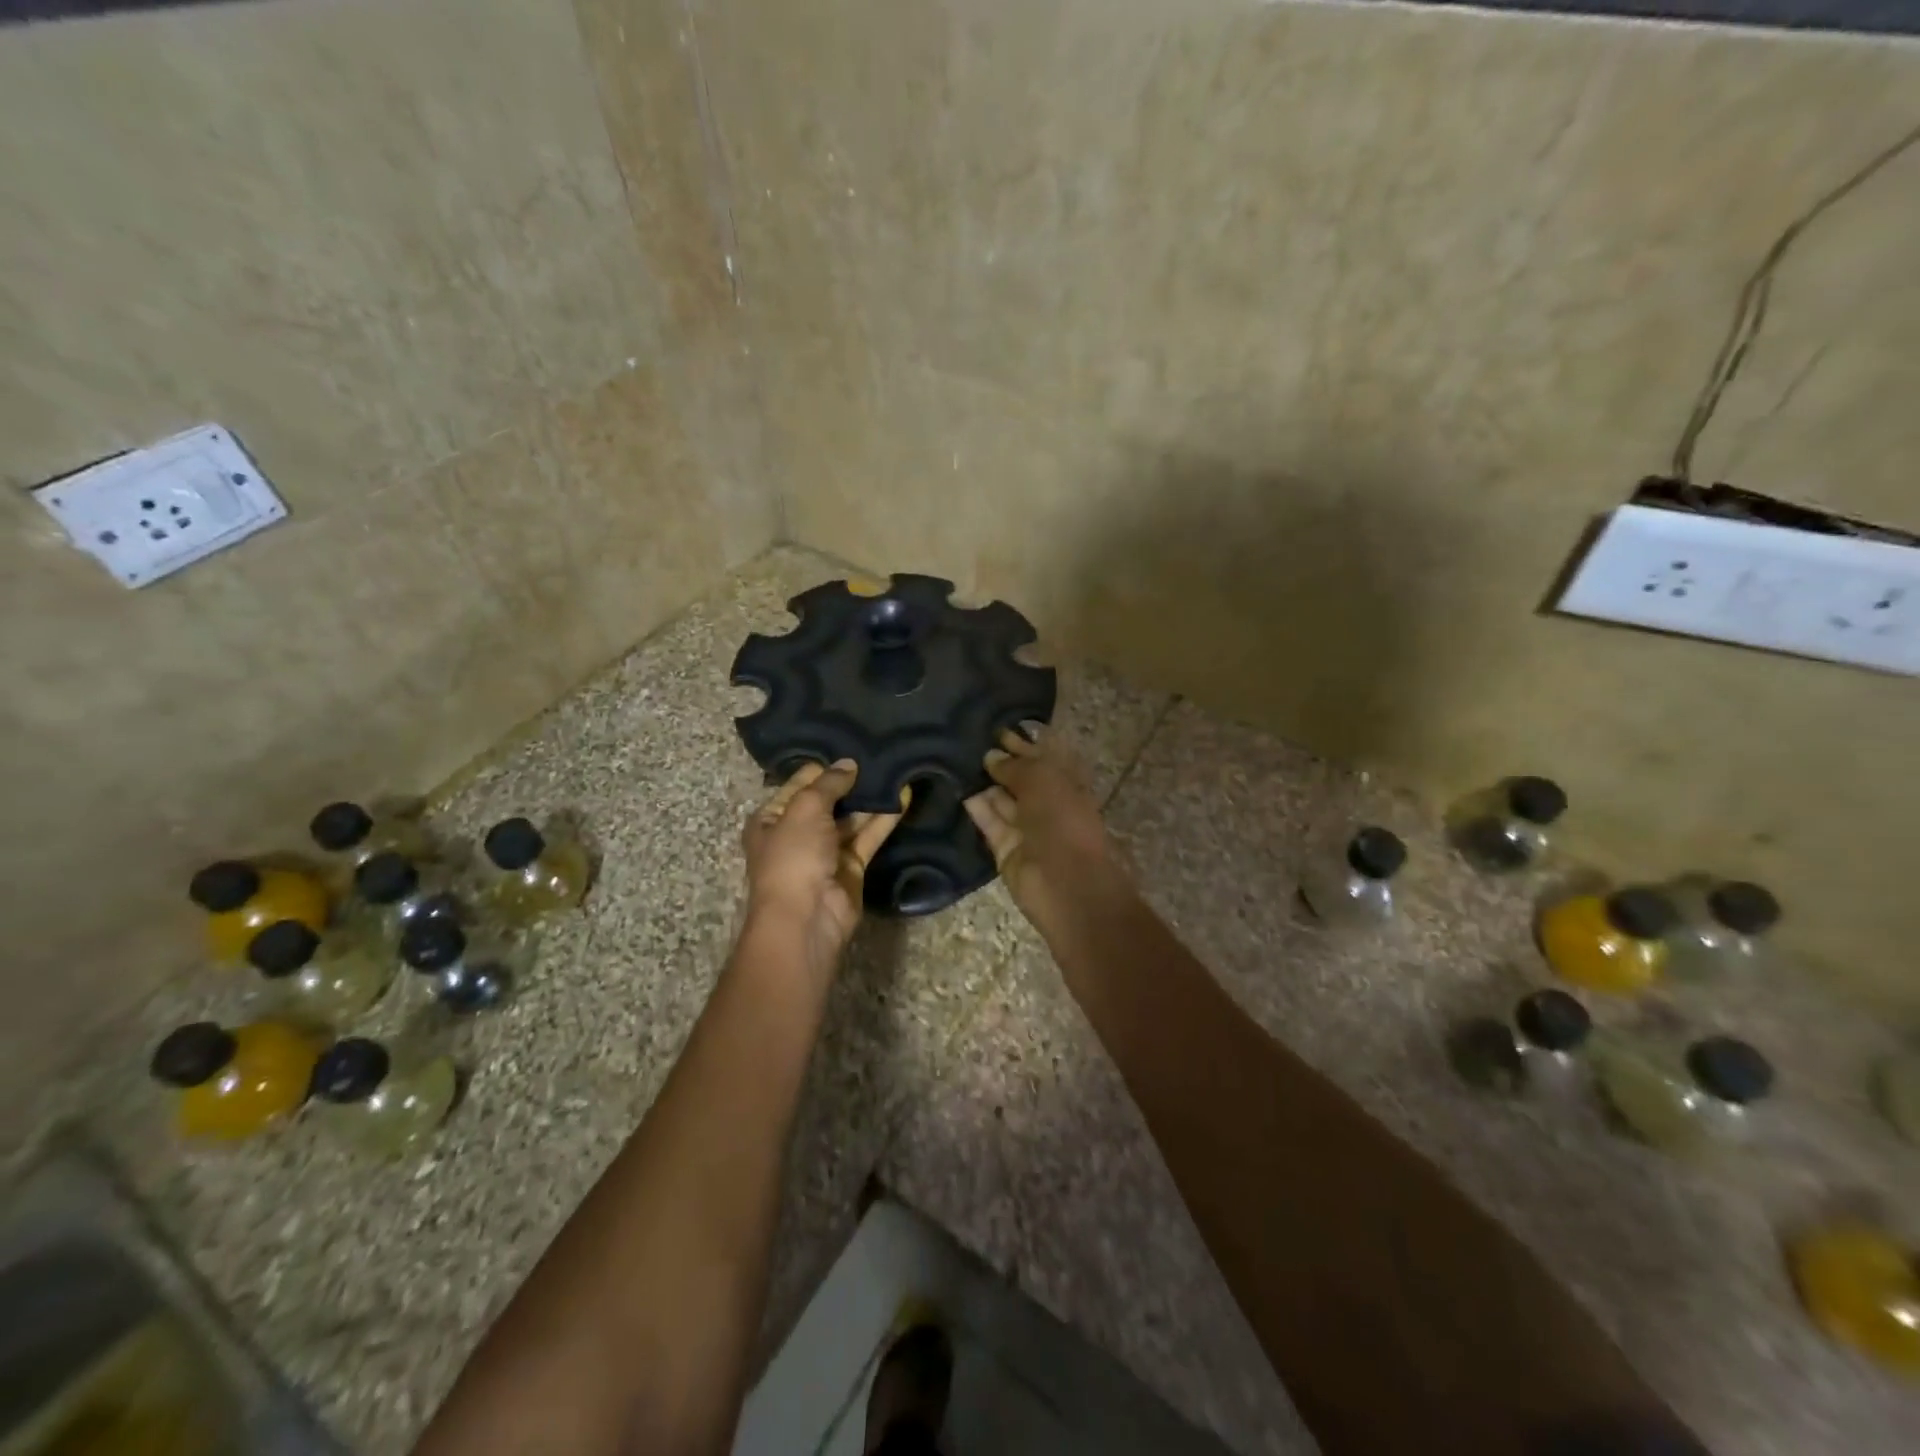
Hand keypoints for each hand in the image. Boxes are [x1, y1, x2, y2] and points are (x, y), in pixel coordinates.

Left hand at [743, 760, 904, 977]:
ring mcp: (825, 852)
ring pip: (851, 819)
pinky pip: (868, 837)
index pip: (798, 784)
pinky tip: (903, 796)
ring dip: (870, 799)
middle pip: (827, 801)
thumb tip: (849, 763)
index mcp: (771, 819)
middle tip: (879, 753)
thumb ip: (829, 783)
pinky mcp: (851, 867)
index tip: (850, 744)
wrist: (806, 918)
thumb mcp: (805, 809)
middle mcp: (797, 834)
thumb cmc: (793, 857)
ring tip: (895, 769)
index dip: (822, 767)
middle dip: (850, 782)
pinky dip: (884, 819)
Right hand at [964, 731, 1127, 927]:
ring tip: (959, 761)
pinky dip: (978, 809)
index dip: (1025, 742)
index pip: (1045, 757)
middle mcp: (1049, 805)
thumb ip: (1015, 765)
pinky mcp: (1007, 850)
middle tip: (972, 742)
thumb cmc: (1062, 820)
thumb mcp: (1042, 780)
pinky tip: (960, 789)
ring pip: (1004, 802)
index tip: (999, 728)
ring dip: (986, 784)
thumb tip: (991, 756)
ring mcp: (1028, 829)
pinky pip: (991, 824)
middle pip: (1022, 779)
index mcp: (1069, 784)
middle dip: (1002, 762)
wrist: (1064, 882)